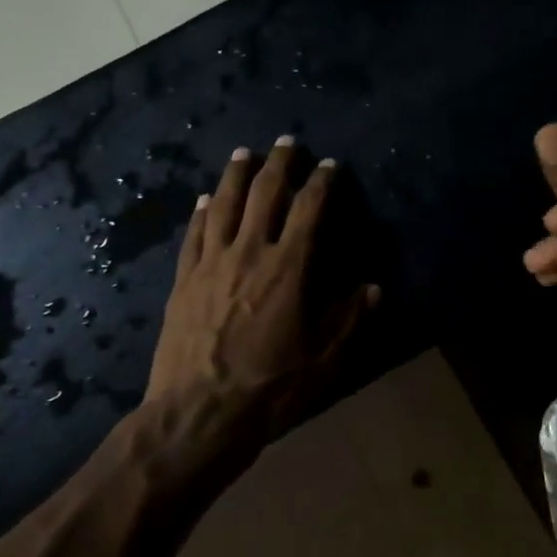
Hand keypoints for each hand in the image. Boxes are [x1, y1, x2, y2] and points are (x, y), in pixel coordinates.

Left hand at [146, 138, 377, 442]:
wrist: (199, 413)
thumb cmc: (269, 389)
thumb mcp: (324, 360)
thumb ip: (349, 319)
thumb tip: (373, 287)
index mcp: (288, 268)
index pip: (308, 211)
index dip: (321, 183)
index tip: (329, 165)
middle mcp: (248, 253)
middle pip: (263, 195)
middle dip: (278, 164)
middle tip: (286, 143)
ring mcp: (210, 264)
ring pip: (223, 205)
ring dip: (236, 175)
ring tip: (244, 154)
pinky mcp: (183, 281)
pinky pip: (193, 235)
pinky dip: (201, 212)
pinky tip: (204, 199)